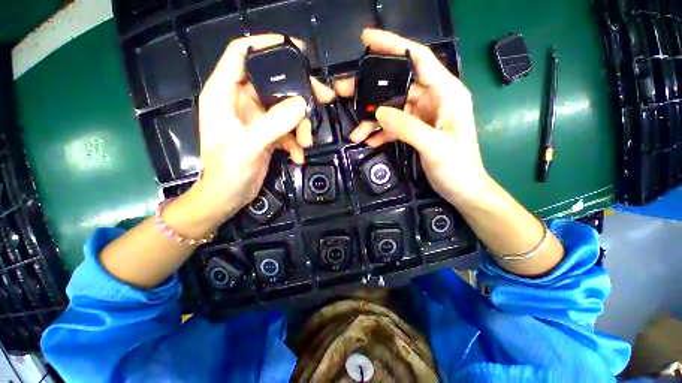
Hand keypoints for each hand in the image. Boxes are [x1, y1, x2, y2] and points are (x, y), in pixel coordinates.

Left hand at [191, 34, 334, 223]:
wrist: (228, 197)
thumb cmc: (227, 171)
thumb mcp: (249, 146)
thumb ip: (274, 123)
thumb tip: (302, 104)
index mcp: (224, 94)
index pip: (242, 54)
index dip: (266, 44)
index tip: (295, 48)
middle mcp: (241, 101)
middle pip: (274, 82)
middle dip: (299, 91)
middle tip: (323, 98)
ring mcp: (257, 119)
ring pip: (286, 108)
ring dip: (300, 125)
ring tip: (306, 143)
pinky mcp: (268, 134)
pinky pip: (288, 129)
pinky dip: (296, 141)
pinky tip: (298, 156)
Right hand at [335, 29, 489, 203]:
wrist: (462, 189)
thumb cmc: (458, 167)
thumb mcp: (434, 146)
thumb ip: (407, 127)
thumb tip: (380, 112)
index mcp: (446, 93)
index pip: (418, 58)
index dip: (393, 44)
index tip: (366, 39)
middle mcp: (434, 99)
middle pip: (397, 85)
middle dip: (370, 90)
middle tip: (344, 91)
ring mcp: (423, 116)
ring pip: (391, 109)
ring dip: (372, 120)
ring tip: (355, 133)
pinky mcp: (415, 130)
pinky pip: (393, 126)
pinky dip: (380, 133)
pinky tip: (369, 141)